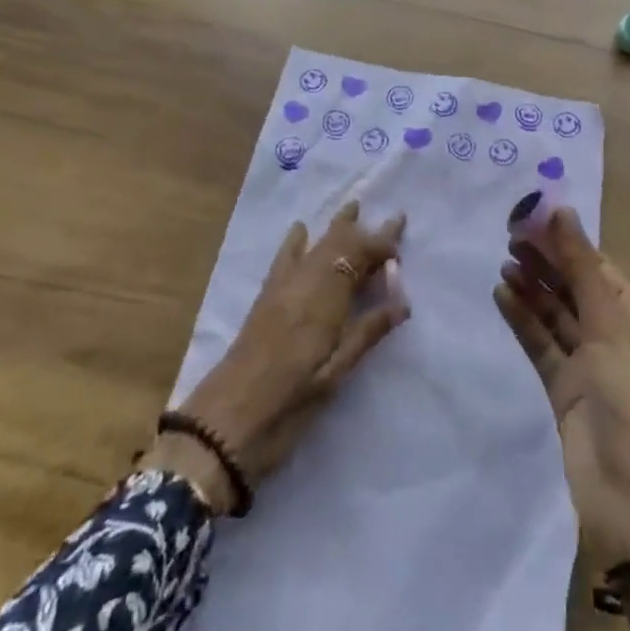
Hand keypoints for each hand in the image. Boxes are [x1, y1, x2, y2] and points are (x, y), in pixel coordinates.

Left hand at [148, 202, 408, 511]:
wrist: (226, 423)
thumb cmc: (289, 404)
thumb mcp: (336, 373)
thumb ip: (368, 331)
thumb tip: (403, 300)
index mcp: (325, 298)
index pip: (359, 256)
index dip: (382, 245)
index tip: (401, 240)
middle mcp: (305, 282)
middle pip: (338, 245)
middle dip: (365, 230)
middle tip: (393, 217)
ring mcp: (282, 288)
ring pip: (315, 246)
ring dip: (336, 227)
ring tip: (353, 207)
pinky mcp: (265, 299)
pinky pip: (284, 259)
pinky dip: (296, 242)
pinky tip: (300, 229)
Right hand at [494, 209, 629, 565]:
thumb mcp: (608, 323)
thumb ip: (580, 266)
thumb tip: (561, 210)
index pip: (597, 266)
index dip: (565, 241)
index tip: (530, 217)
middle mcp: (616, 335)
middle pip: (575, 287)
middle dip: (545, 262)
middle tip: (508, 236)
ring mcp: (590, 364)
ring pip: (556, 315)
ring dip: (532, 289)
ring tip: (502, 263)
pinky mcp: (565, 389)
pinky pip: (542, 344)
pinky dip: (523, 320)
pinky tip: (501, 296)